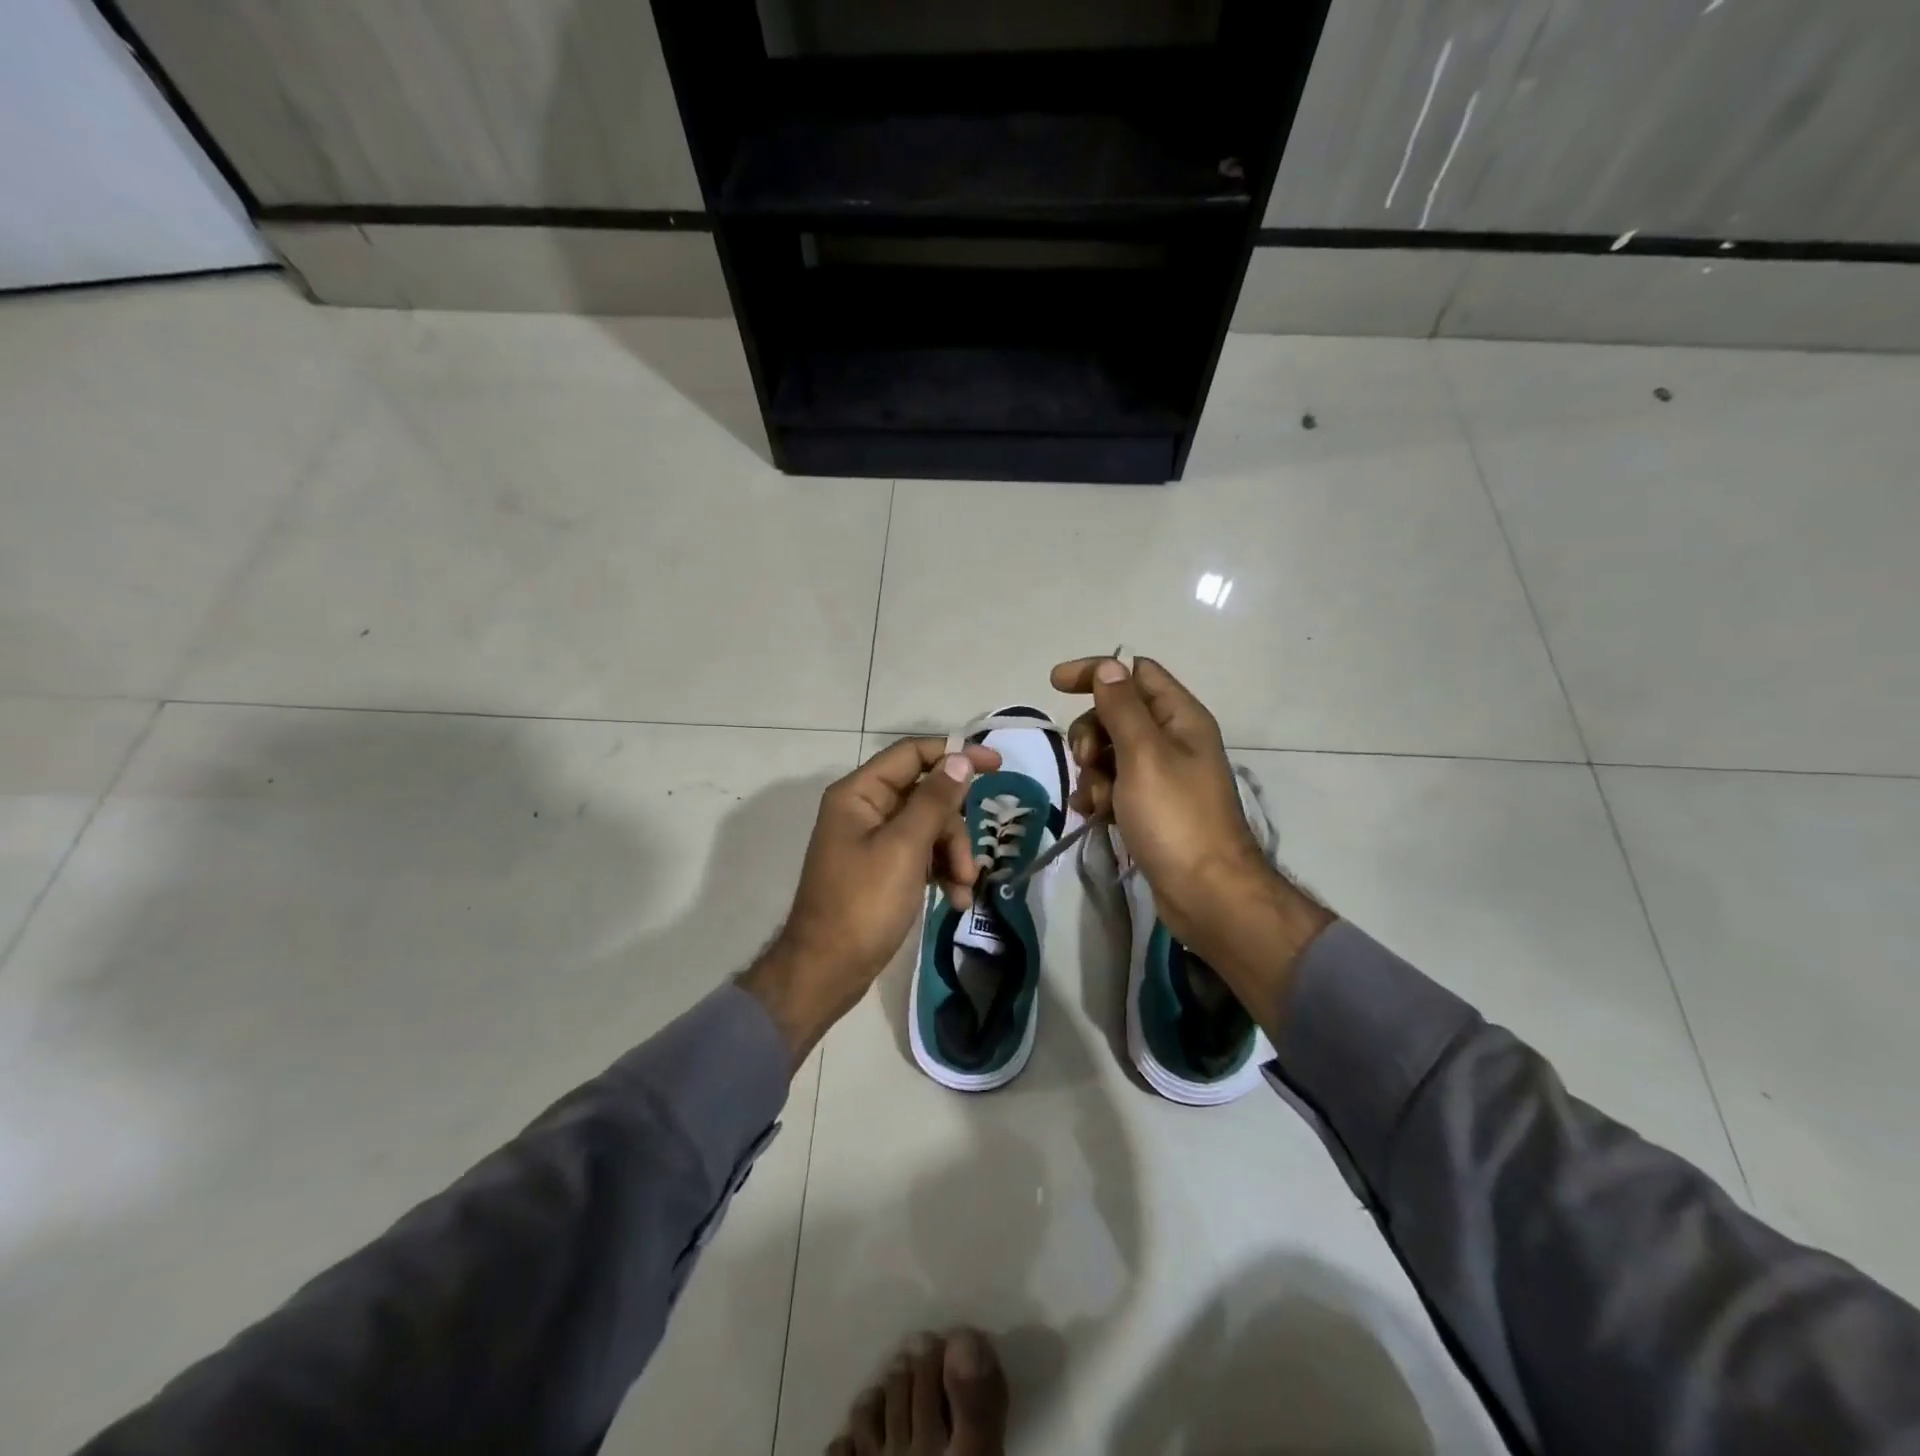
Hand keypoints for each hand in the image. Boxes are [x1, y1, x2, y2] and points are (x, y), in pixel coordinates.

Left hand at [741, 737, 1000, 1063]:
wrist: (827, 970)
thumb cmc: (863, 903)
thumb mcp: (904, 848)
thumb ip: (934, 801)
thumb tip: (960, 758)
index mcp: (860, 793)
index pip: (913, 754)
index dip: (955, 754)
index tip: (997, 765)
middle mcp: (865, 809)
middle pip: (927, 795)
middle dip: (955, 827)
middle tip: (969, 863)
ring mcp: (874, 840)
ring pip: (930, 827)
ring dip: (953, 855)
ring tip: (963, 890)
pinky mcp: (884, 869)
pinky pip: (922, 855)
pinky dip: (942, 872)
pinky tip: (956, 900)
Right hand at [1050, 657, 1331, 997]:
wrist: (1206, 893)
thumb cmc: (1175, 818)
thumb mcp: (1144, 755)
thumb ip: (1122, 708)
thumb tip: (1108, 666)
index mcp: (1181, 718)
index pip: (1136, 672)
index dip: (1097, 672)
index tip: (1055, 684)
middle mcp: (1174, 740)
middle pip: (1118, 713)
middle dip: (1091, 732)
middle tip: (1086, 759)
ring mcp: (1163, 776)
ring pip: (1111, 752)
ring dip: (1092, 770)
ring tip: (1097, 800)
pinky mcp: (1152, 808)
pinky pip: (1115, 786)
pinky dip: (1100, 794)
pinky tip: (1094, 814)